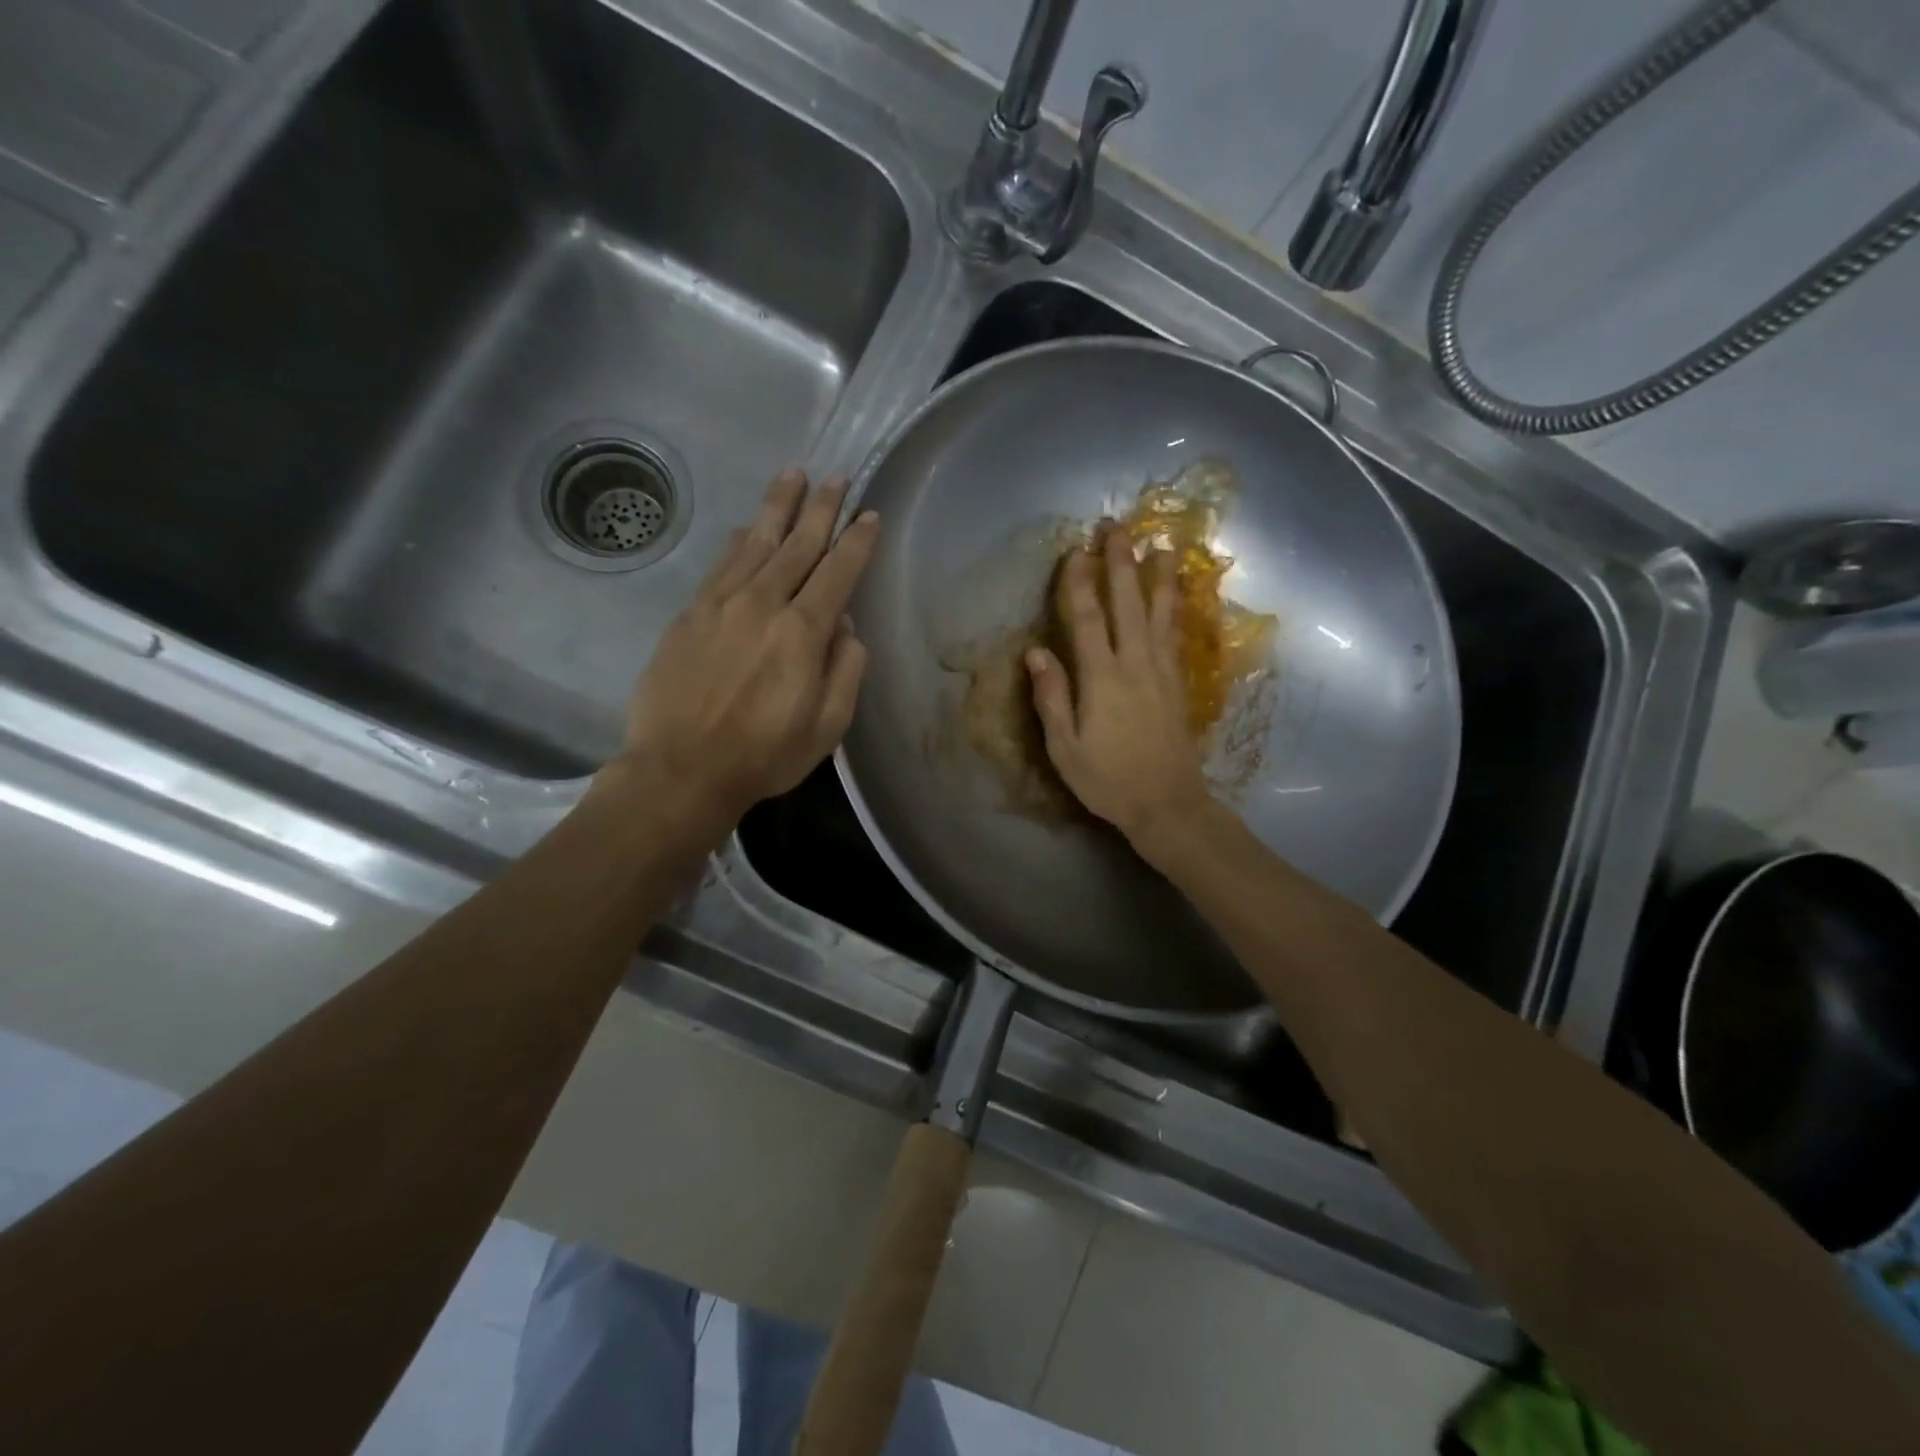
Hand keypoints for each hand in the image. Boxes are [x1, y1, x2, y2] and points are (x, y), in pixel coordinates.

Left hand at [596, 469, 878, 831]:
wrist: (681, 769)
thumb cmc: (764, 755)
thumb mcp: (827, 725)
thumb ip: (845, 669)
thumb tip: (845, 625)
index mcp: (802, 633)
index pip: (837, 572)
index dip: (857, 541)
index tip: (870, 514)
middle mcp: (763, 604)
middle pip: (798, 545)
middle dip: (822, 508)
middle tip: (838, 477)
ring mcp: (721, 605)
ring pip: (756, 542)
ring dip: (778, 507)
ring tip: (794, 474)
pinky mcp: (690, 614)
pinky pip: (720, 565)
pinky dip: (738, 541)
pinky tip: (746, 526)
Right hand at [1026, 529, 1212, 850]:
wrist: (1168, 803)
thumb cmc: (1107, 780)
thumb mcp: (1065, 748)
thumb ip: (1052, 697)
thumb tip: (1036, 651)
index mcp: (1102, 679)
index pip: (1088, 619)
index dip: (1080, 582)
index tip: (1076, 550)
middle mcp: (1135, 664)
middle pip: (1128, 603)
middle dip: (1121, 563)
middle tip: (1117, 527)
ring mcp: (1162, 671)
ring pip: (1159, 612)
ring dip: (1158, 575)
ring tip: (1161, 543)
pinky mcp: (1178, 682)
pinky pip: (1175, 633)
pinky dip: (1174, 606)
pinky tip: (1175, 592)